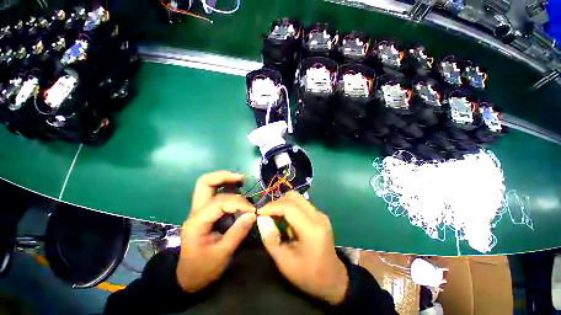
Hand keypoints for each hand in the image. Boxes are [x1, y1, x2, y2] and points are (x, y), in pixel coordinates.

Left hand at [176, 171, 256, 292]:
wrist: (187, 278)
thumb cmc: (203, 269)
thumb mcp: (221, 254)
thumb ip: (237, 233)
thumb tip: (253, 214)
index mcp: (197, 222)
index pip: (220, 202)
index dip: (239, 203)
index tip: (253, 210)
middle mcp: (196, 211)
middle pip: (205, 182)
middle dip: (224, 177)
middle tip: (242, 178)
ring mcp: (199, 210)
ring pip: (208, 184)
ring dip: (225, 179)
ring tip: (242, 180)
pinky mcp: (205, 212)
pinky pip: (215, 192)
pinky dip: (227, 187)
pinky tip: (238, 189)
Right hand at [257, 191, 348, 304]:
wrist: (333, 280)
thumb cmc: (308, 275)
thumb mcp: (284, 262)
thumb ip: (270, 239)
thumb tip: (262, 220)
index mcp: (312, 230)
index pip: (289, 207)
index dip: (272, 207)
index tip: (259, 212)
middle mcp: (318, 216)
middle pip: (294, 197)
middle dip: (277, 202)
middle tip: (266, 213)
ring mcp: (320, 214)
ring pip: (297, 198)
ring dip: (283, 204)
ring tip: (274, 216)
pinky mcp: (319, 215)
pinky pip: (301, 204)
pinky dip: (290, 207)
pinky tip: (286, 220)